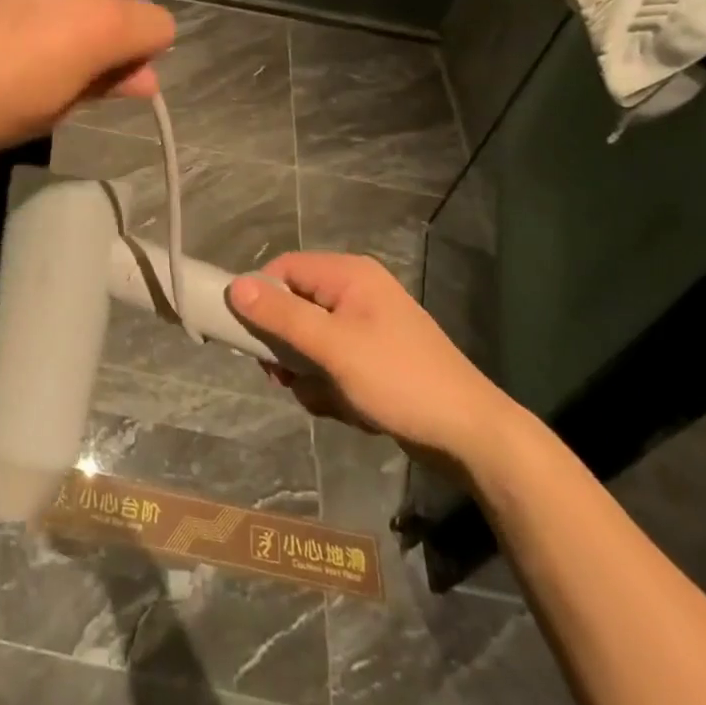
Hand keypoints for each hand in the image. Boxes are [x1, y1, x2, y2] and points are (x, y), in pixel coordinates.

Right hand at [228, 253, 518, 468]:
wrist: (471, 435)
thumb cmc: (398, 380)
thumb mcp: (333, 348)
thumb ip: (281, 317)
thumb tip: (234, 287)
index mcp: (348, 275)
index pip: (283, 269)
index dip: (261, 299)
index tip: (249, 338)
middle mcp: (356, 291)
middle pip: (294, 306)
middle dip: (287, 346)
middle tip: (284, 376)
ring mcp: (366, 326)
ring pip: (309, 341)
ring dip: (308, 373)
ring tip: (326, 397)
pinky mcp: (374, 357)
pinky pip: (331, 363)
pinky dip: (330, 386)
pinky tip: (347, 408)